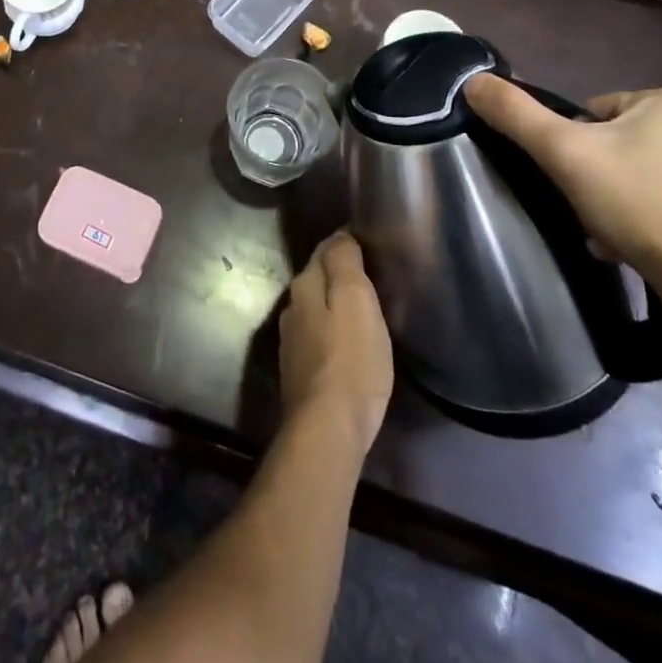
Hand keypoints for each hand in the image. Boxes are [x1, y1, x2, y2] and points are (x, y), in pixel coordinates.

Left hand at [279, 231, 393, 456]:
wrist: (328, 428)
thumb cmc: (351, 359)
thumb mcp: (356, 300)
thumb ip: (344, 262)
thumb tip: (340, 235)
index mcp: (304, 285)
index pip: (324, 251)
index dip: (345, 246)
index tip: (368, 247)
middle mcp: (291, 308)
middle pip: (317, 280)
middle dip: (338, 276)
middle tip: (370, 279)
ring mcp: (292, 342)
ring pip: (316, 310)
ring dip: (334, 307)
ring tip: (362, 311)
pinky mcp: (299, 372)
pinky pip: (318, 339)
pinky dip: (332, 334)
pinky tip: (348, 346)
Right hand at [463, 77, 661, 304]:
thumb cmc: (638, 202)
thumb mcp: (563, 152)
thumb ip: (516, 114)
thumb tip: (473, 81)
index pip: (595, 114)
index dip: (574, 147)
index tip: (575, 179)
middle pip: (620, 144)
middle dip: (599, 176)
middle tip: (589, 210)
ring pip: (645, 175)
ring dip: (621, 200)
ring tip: (610, 236)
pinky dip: (651, 220)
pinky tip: (637, 247)